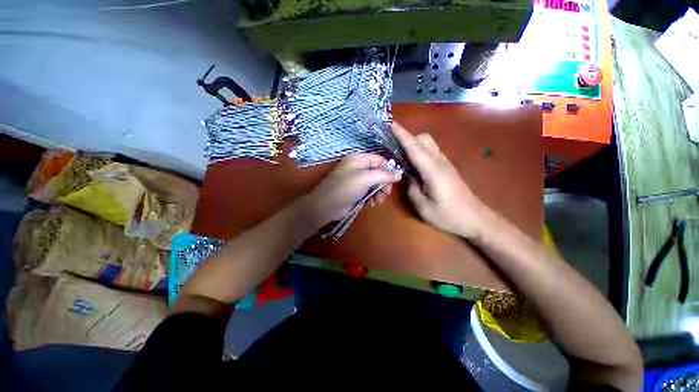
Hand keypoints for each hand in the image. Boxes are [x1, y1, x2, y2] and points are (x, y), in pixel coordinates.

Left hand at [303, 154, 401, 225]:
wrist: (326, 206)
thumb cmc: (345, 188)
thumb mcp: (365, 179)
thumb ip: (383, 175)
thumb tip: (400, 174)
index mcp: (358, 159)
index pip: (379, 159)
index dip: (388, 169)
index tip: (394, 181)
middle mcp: (358, 168)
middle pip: (378, 172)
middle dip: (384, 184)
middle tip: (385, 194)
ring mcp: (356, 180)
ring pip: (375, 184)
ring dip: (379, 193)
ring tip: (377, 201)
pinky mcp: (355, 191)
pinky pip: (369, 192)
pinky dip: (372, 197)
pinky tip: (370, 204)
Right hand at [392, 123, 492, 240]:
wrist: (476, 219)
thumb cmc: (448, 216)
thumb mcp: (423, 207)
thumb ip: (411, 188)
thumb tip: (407, 175)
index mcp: (433, 171)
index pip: (415, 148)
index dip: (402, 135)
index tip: (391, 124)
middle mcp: (440, 162)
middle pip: (424, 139)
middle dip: (408, 138)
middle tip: (394, 149)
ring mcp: (445, 164)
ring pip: (429, 145)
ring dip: (414, 145)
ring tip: (401, 156)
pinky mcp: (447, 168)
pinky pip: (431, 153)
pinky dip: (420, 152)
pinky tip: (414, 166)